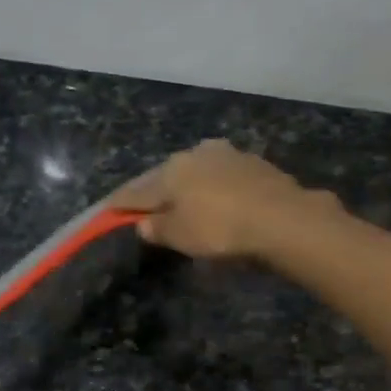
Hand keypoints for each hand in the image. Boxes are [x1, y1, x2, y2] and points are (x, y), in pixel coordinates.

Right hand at [110, 139, 339, 260]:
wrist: (282, 217)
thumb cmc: (220, 228)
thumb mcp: (181, 236)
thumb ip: (158, 228)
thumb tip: (144, 223)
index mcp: (171, 170)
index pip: (137, 190)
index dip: (122, 202)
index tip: (108, 208)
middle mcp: (195, 154)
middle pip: (167, 175)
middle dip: (156, 191)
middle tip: (146, 206)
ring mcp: (227, 155)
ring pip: (197, 171)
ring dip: (187, 186)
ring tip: (184, 203)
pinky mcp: (254, 163)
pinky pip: (222, 177)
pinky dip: (213, 188)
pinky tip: (216, 199)